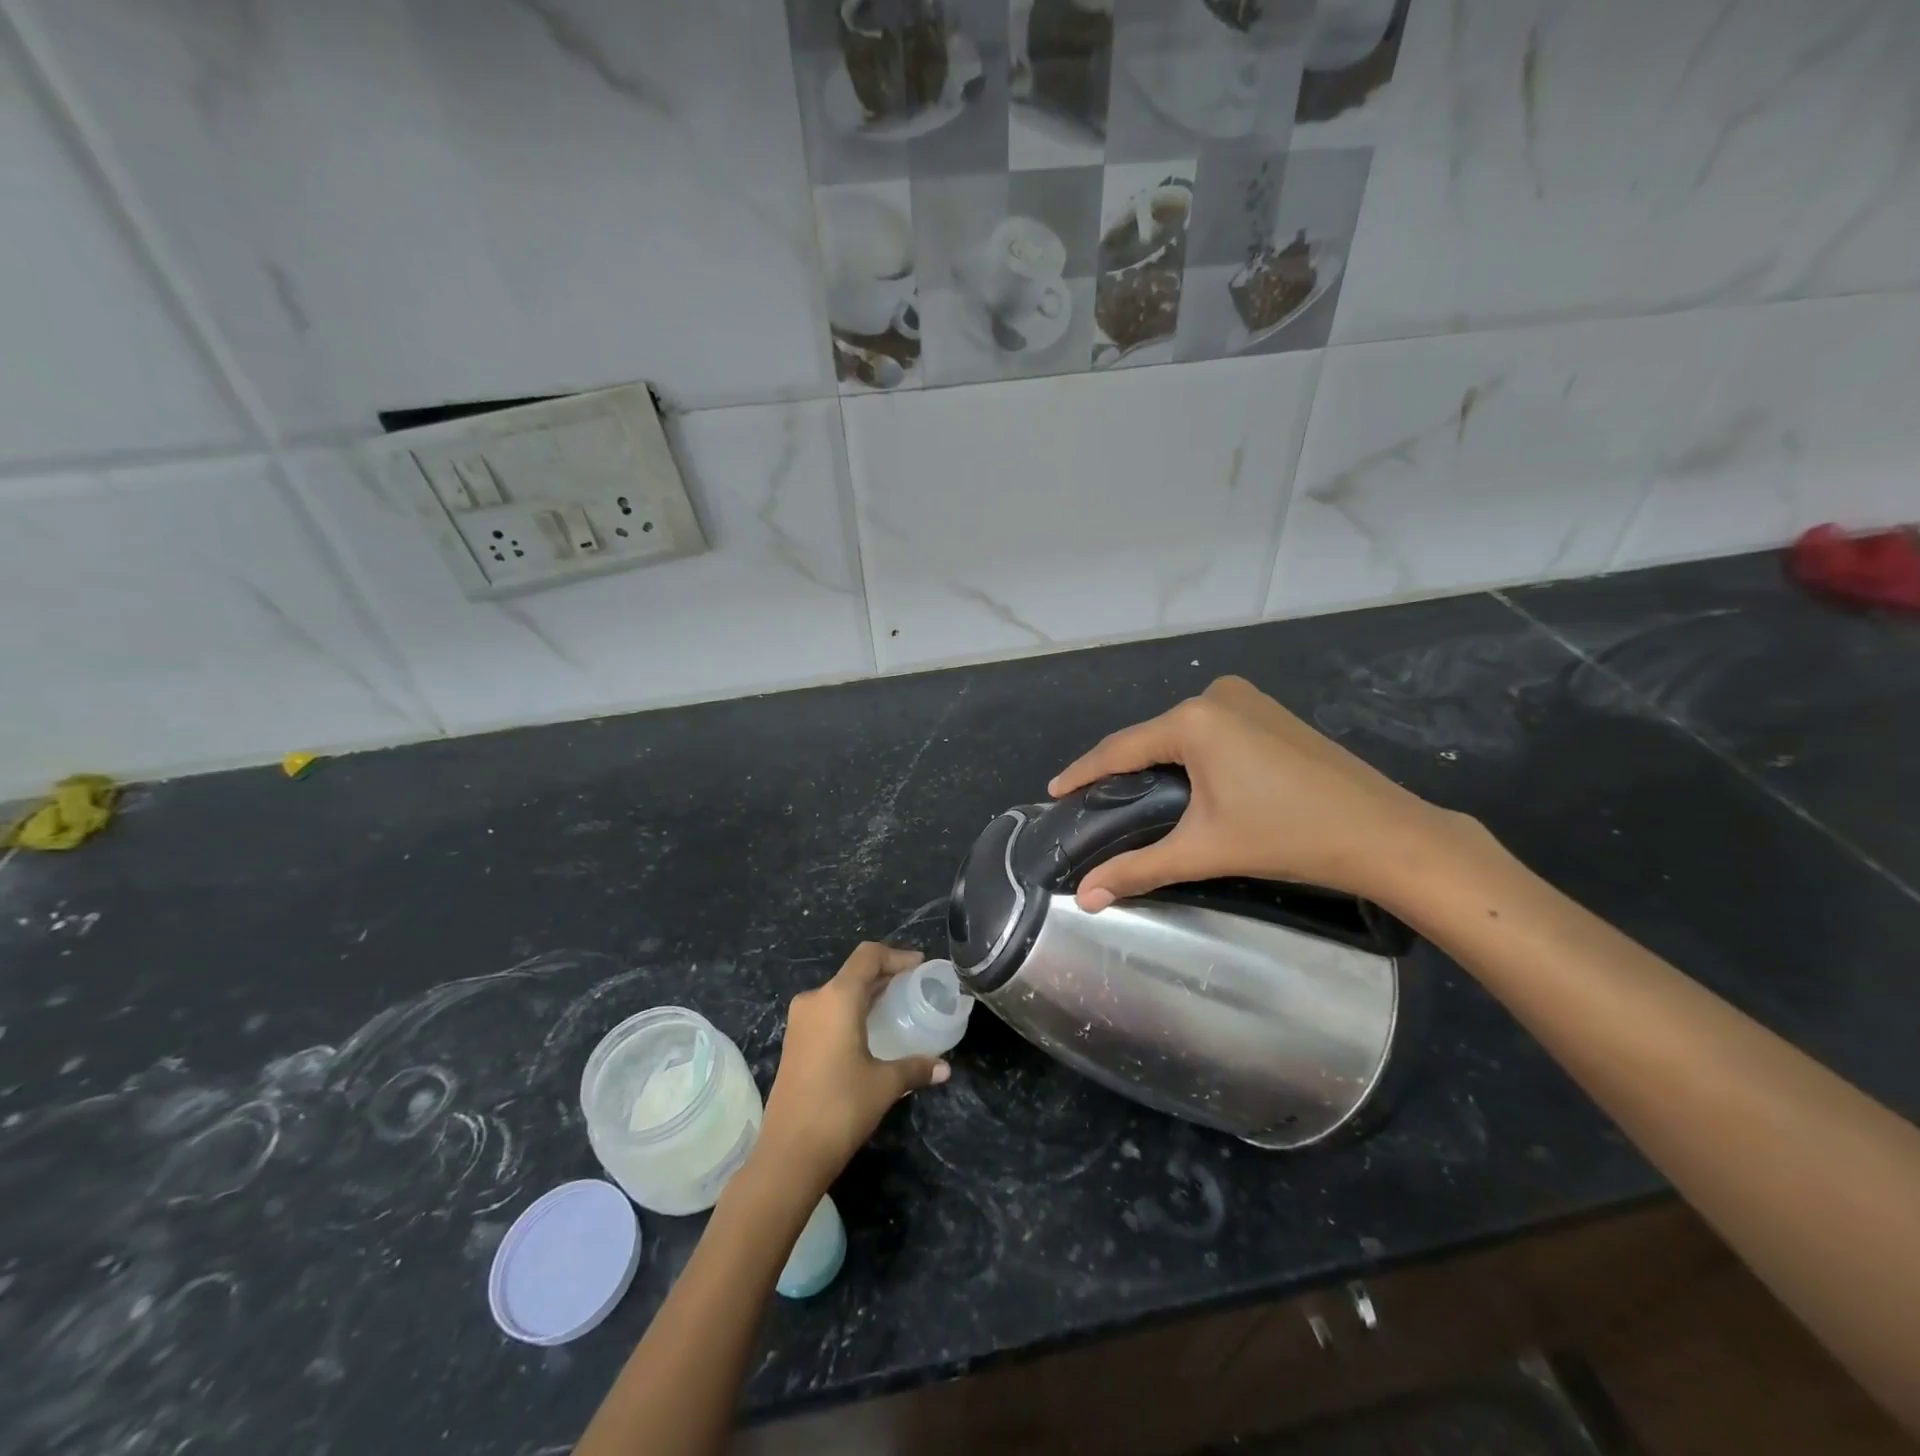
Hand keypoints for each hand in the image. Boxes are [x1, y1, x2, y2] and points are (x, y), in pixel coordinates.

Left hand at [758, 943, 950, 1187]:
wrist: (788, 1154)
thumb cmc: (840, 1108)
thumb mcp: (885, 1084)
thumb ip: (916, 1068)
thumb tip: (944, 1068)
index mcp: (836, 998)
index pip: (868, 956)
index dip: (896, 956)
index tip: (919, 967)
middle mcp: (815, 1000)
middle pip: (854, 973)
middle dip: (884, 975)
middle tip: (913, 987)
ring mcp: (800, 1022)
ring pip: (839, 993)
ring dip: (867, 995)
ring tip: (896, 1008)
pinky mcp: (794, 1042)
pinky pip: (828, 1012)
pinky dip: (851, 1011)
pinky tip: (870, 1032)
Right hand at [1048, 675, 1470, 911]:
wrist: (1384, 833)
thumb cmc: (1287, 836)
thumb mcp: (1203, 850)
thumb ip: (1137, 869)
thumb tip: (1084, 899)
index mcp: (1194, 720)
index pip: (1120, 748)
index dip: (1084, 772)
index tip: (1054, 791)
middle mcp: (1216, 696)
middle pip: (1151, 738)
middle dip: (1120, 769)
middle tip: (1093, 802)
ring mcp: (1248, 699)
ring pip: (1180, 733)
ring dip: (1155, 761)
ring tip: (1131, 796)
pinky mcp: (1270, 712)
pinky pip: (1210, 730)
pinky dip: (1188, 754)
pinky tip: (1183, 780)